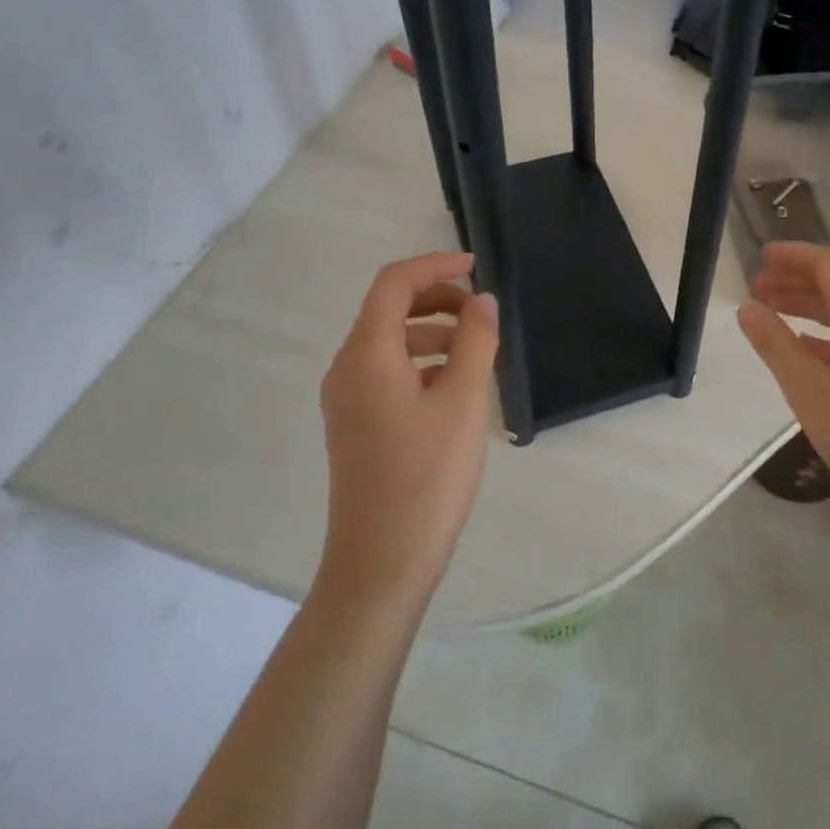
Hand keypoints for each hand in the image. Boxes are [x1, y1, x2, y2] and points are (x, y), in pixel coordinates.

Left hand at [318, 251, 499, 607]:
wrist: (382, 563)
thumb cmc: (426, 477)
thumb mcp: (463, 401)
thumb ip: (475, 341)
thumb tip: (482, 300)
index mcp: (366, 355)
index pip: (393, 284)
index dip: (434, 265)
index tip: (476, 267)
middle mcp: (347, 369)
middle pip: (388, 310)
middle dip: (436, 300)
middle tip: (481, 315)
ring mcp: (347, 399)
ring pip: (389, 342)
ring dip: (432, 332)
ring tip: (476, 354)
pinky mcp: (356, 424)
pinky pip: (387, 372)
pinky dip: (421, 363)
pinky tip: (455, 389)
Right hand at [739, 242, 829, 538]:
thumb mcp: (807, 388)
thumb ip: (775, 343)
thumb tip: (748, 308)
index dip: (795, 255)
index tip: (762, 256)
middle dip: (796, 281)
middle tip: (757, 287)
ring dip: (809, 308)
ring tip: (772, 315)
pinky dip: (825, 335)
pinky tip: (805, 354)